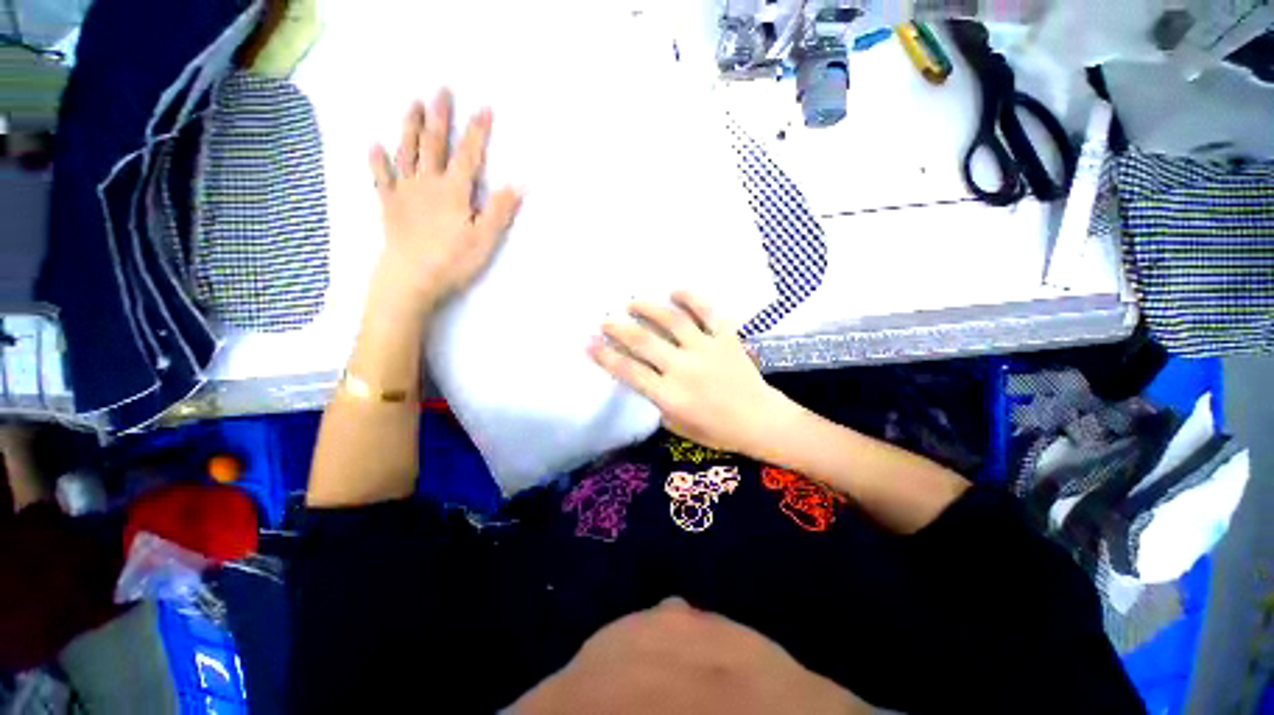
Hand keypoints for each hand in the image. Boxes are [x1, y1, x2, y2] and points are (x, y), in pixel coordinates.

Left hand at [368, 90, 521, 316]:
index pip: (468, 155)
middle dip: (441, 116)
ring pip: (407, 152)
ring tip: (413, 104)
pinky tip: (373, 145)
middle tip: (441, 89)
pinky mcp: (389, 205)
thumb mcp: (485, 239)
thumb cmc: (453, 261)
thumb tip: (519, 184)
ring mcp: (405, 192)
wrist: (411, 279)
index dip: (477, 132)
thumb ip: (500, 210)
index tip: (484, 108)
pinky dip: (377, 160)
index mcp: (454, 191)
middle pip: (435, 144)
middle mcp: (428, 183)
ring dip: (410, 127)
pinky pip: (381, 178)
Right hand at [589, 292, 791, 455]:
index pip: (629, 371)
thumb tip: (642, 378)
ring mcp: (707, 349)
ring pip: (672, 320)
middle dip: (619, 328)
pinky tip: (675, 291)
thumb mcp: (677, 426)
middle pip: (644, 341)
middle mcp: (684, 368)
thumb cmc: (716, 430)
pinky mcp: (726, 338)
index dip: (605, 356)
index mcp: (670, 395)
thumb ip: (656, 403)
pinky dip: (691, 298)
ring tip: (633, 303)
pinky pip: (708, 312)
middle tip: (606, 319)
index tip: (588, 342)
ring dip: (648, 308)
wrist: (760, 421)